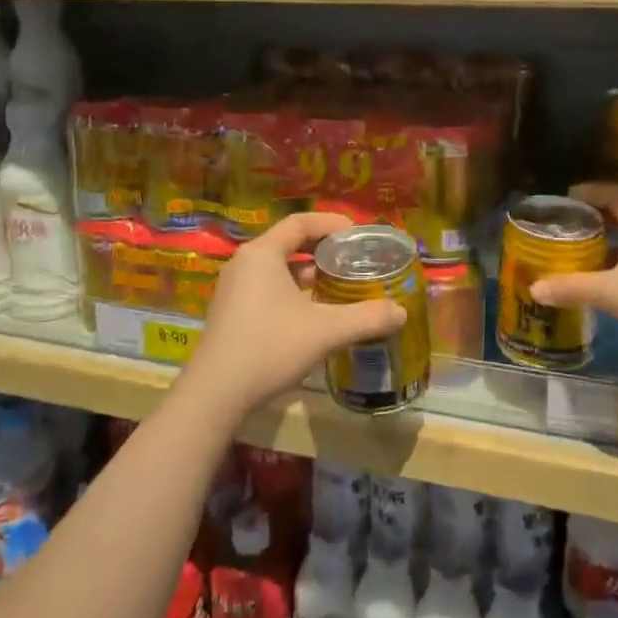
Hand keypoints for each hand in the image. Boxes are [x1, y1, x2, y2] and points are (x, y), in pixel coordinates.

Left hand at [180, 211, 405, 421]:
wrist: (216, 394)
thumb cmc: (270, 348)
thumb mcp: (325, 331)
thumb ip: (366, 318)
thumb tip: (401, 312)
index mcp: (262, 254)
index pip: (300, 223)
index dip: (331, 224)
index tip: (358, 233)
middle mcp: (244, 264)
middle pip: (289, 244)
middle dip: (324, 251)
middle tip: (354, 260)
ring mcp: (234, 290)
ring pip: (279, 270)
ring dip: (310, 276)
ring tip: (341, 287)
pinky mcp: (232, 313)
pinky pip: (269, 290)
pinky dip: (294, 293)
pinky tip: (316, 315)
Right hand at [528, 183, 617, 370]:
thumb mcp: (612, 292)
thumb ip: (572, 287)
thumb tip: (534, 289)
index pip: (616, 195)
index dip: (590, 194)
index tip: (566, 197)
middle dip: (598, 221)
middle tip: (568, 228)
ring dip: (612, 246)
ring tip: (583, 255)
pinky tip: (610, 285)